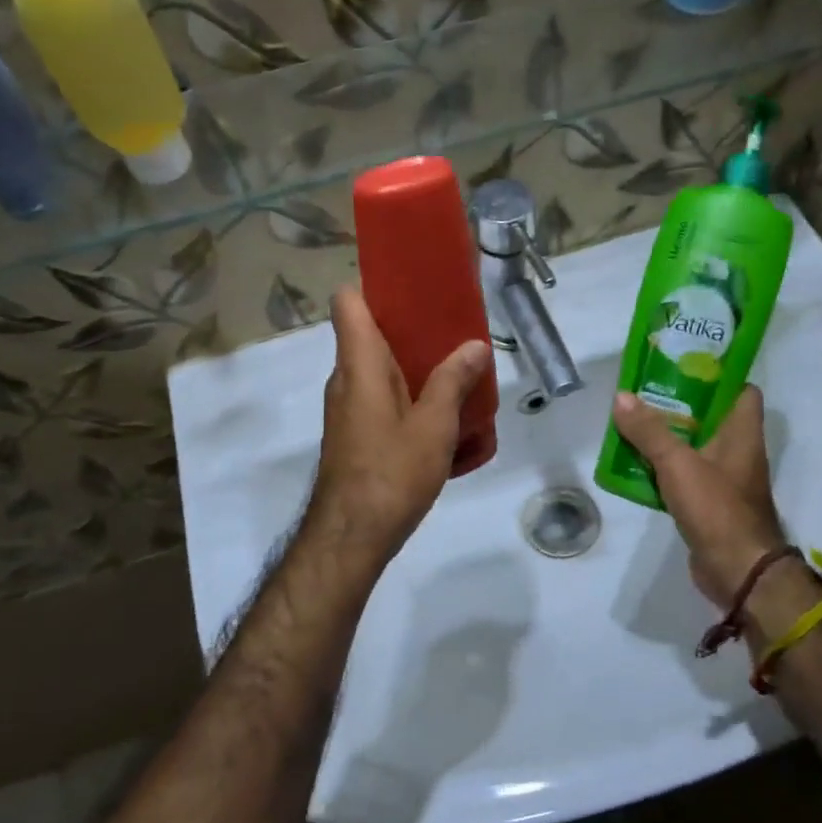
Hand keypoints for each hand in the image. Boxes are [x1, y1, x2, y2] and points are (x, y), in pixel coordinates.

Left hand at [306, 287, 490, 564]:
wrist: (351, 536)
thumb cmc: (391, 473)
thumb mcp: (433, 425)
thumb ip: (454, 381)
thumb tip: (475, 346)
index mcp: (359, 364)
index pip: (348, 302)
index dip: (374, 286)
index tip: (414, 288)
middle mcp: (346, 379)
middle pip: (370, 334)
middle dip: (411, 329)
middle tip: (453, 331)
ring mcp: (347, 409)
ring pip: (379, 370)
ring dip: (414, 367)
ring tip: (457, 372)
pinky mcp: (354, 434)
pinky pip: (380, 399)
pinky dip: (407, 397)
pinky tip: (441, 417)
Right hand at [611, 386, 791, 610]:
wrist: (738, 571)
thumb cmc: (717, 508)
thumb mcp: (678, 463)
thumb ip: (649, 431)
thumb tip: (621, 397)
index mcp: (742, 432)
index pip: (741, 389)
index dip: (718, 374)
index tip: (684, 365)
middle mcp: (738, 449)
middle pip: (710, 415)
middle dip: (679, 403)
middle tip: (645, 391)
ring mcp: (725, 478)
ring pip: (694, 445)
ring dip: (667, 436)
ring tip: (633, 421)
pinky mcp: (710, 502)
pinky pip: (685, 473)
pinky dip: (664, 467)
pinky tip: (635, 462)